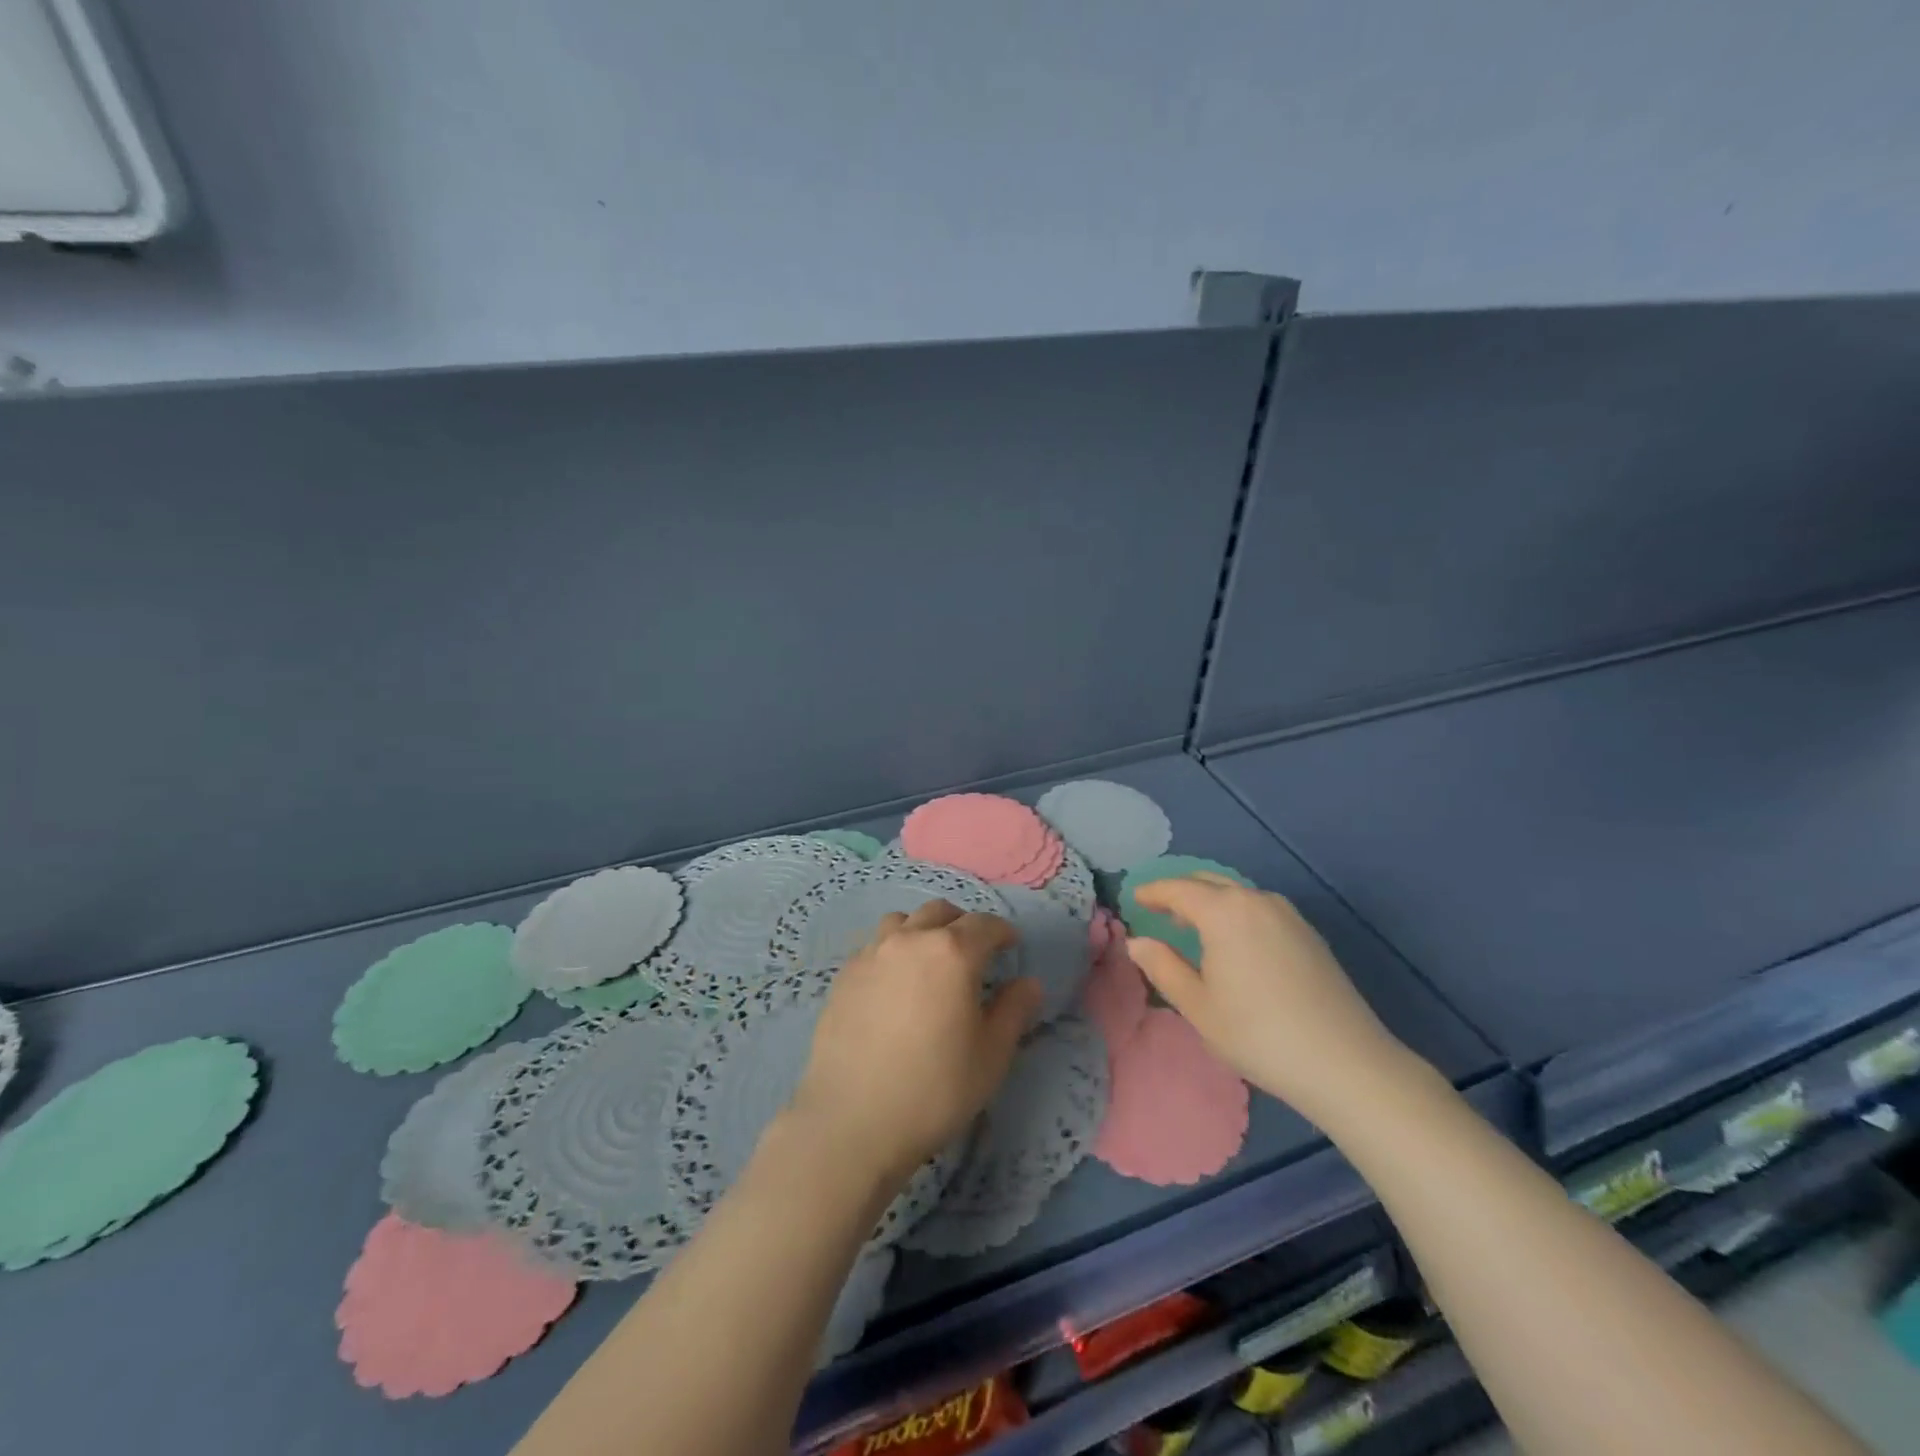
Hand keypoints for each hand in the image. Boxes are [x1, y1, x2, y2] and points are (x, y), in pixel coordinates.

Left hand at [791, 899, 1042, 1182]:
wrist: (852, 1121)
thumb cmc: (935, 1090)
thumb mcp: (991, 1056)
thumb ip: (1014, 1011)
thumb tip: (1027, 983)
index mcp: (952, 952)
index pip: (984, 924)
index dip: (1002, 932)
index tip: (1010, 946)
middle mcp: (910, 940)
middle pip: (940, 912)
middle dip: (962, 925)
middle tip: (973, 952)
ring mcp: (871, 954)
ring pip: (902, 922)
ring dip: (922, 930)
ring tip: (929, 961)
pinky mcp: (844, 975)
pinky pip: (875, 946)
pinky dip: (892, 951)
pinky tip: (894, 985)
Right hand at [1127, 875, 1410, 1122]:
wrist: (1345, 1063)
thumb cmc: (1258, 1034)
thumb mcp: (1198, 1006)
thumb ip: (1163, 967)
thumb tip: (1137, 943)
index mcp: (1223, 911)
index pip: (1177, 889)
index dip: (1152, 892)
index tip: (1134, 898)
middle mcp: (1255, 900)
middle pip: (1209, 882)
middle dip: (1180, 891)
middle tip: (1159, 910)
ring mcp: (1288, 915)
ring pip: (1237, 894)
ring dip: (1210, 902)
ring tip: (1193, 927)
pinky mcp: (1309, 933)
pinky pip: (1260, 909)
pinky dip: (1236, 914)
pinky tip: (1234, 943)